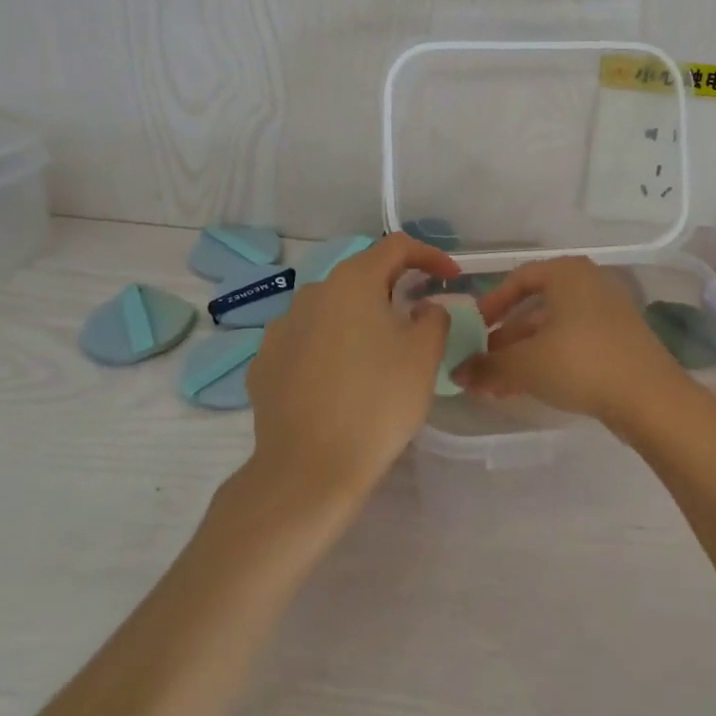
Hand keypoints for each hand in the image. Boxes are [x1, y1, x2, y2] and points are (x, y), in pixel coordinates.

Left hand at [244, 233, 458, 504]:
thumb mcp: (424, 355)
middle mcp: (312, 293)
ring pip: (331, 310)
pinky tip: (341, 380)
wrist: (308, 469)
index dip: (429, 256)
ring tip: (378, 354)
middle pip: (361, 276)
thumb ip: (433, 317)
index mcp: (353, 282)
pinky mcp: (264, 364)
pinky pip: (307, 342)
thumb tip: (422, 308)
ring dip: (359, 320)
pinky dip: (330, 348)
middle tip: (418, 318)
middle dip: (393, 289)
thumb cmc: (377, 402)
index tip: (451, 278)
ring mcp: (281, 328)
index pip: (396, 246)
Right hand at [458, 256, 697, 437]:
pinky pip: (573, 343)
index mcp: (567, 273)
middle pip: (535, 307)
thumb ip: (488, 366)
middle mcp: (589, 283)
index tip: (474, 331)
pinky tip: (528, 389)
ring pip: (553, 329)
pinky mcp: (618, 340)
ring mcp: (607, 312)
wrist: (649, 397)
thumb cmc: (582, 362)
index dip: (491, 305)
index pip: (519, 279)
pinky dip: (548, 360)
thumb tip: (457, 373)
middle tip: (482, 366)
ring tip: (497, 385)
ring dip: (523, 355)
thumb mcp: (526, 364)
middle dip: (505, 339)